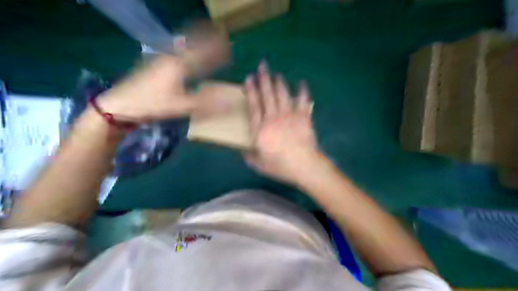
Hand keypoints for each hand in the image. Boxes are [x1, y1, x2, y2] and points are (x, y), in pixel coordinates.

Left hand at [97, 20, 228, 121]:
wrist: (120, 104)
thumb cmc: (151, 104)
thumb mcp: (180, 106)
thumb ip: (204, 104)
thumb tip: (227, 103)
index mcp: (179, 65)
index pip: (202, 52)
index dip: (216, 48)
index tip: (228, 44)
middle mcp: (170, 58)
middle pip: (192, 44)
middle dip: (206, 37)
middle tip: (219, 34)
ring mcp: (161, 60)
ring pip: (183, 47)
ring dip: (196, 41)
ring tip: (206, 38)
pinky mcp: (155, 66)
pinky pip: (176, 53)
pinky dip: (186, 49)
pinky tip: (185, 52)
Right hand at [244, 62, 322, 183]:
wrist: (304, 165)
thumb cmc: (280, 166)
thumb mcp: (258, 164)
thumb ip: (249, 155)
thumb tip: (243, 150)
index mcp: (260, 129)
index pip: (253, 105)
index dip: (251, 91)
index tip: (249, 78)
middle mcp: (273, 118)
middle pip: (267, 95)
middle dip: (264, 79)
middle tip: (262, 66)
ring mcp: (289, 116)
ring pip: (282, 94)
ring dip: (279, 83)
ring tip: (276, 74)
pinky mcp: (303, 117)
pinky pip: (302, 100)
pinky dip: (303, 91)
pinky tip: (302, 84)